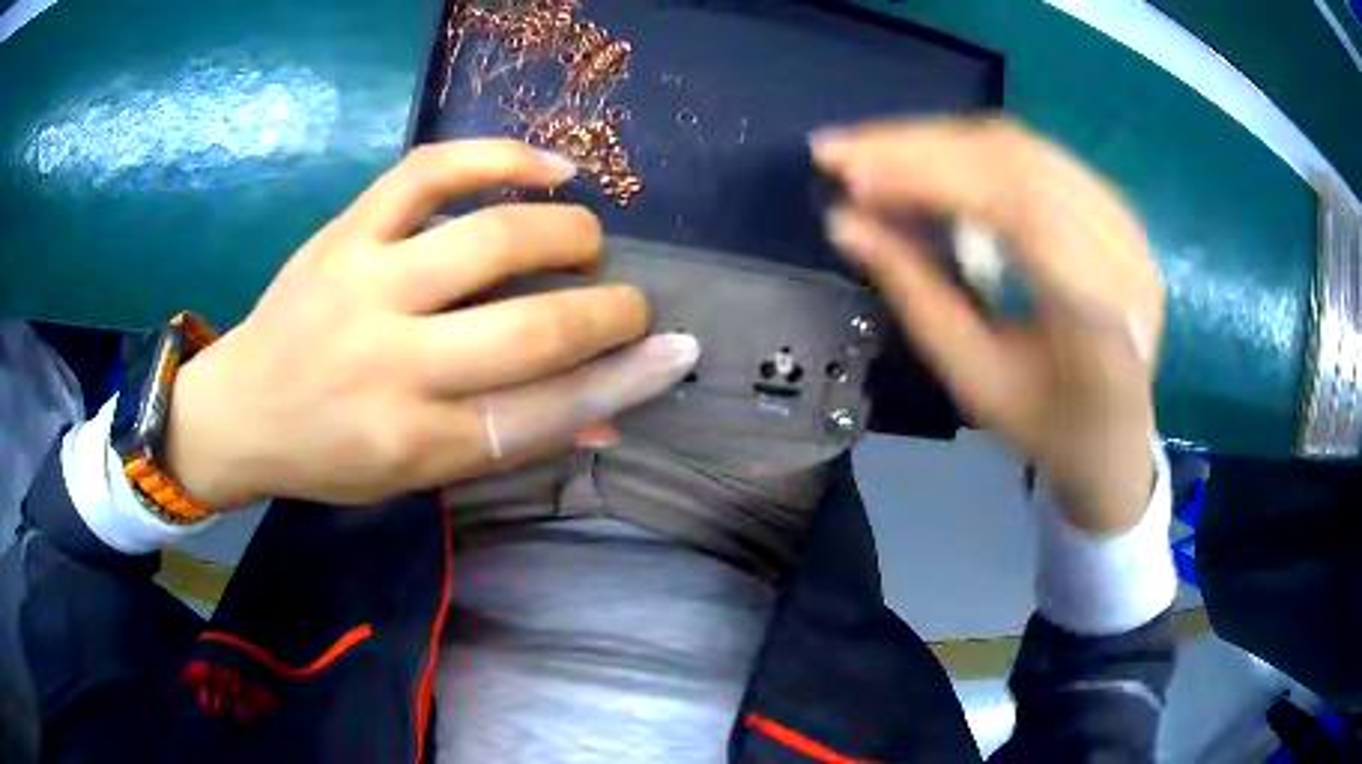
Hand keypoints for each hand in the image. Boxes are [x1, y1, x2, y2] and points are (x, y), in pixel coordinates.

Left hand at [164, 140, 698, 508]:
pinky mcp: (346, 231)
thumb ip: (508, 443)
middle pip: (530, 329)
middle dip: (610, 312)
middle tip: (633, 304)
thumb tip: (608, 418)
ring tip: (589, 238)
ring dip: (566, 233)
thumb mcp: (414, 477)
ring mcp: (365, 284)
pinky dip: (501, 157)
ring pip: (490, 240)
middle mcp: (393, 365)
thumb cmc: (329, 456)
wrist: (240, 408)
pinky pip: (431, 172)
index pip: (544, 413)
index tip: (675, 353)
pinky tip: (549, 167)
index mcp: (413, 442)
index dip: (624, 382)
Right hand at [813, 119, 1163, 534]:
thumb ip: (917, 295)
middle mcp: (1124, 256)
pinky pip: (1038, 155)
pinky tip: (929, 156)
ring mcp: (1127, 227)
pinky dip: (972, 149)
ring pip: (1025, 147)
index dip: (929, 177)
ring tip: (873, 151)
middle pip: (1019, 163)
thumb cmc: (1045, 426)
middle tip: (842, 151)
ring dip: (941, 140)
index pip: (1016, 209)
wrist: (1116, 435)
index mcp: (1099, 320)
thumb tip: (845, 224)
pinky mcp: (1117, 210)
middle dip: (921, 147)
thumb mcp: (975, 379)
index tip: (848, 173)